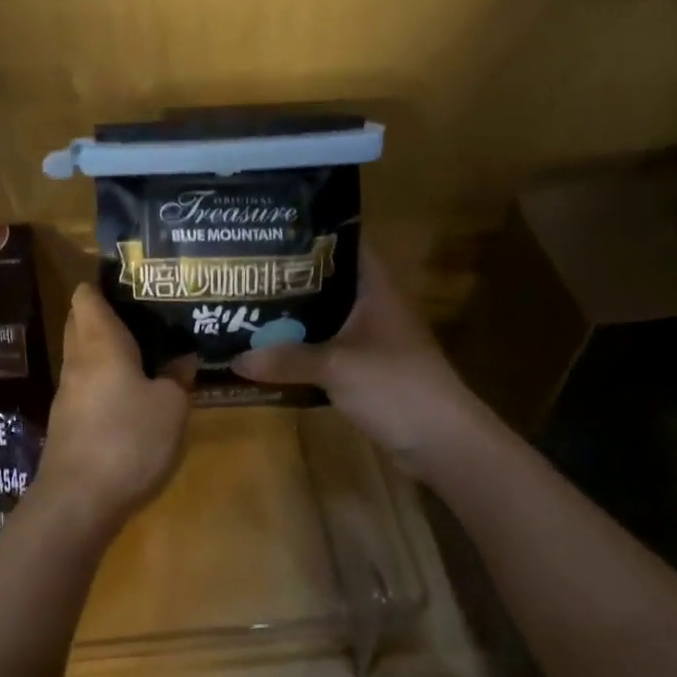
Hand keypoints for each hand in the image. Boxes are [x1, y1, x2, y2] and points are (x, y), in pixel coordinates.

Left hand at [35, 283, 191, 537]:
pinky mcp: (68, 420)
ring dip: (109, 349)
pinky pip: (87, 383)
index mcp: (99, 341)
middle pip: (82, 321)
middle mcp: (78, 359)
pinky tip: (133, 392)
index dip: (105, 284)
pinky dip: (106, 378)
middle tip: (148, 316)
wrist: (79, 499)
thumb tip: (183, 359)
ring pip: (84, 354)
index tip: (135, 284)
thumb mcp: (171, 407)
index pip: (87, 295)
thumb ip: (178, 378)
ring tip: (148, 351)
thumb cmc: (128, 439)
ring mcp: (68, 391)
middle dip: (108, 314)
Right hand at [232, 249, 480, 476]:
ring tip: (248, 308)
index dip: (312, 236)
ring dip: (293, 317)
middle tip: (246, 273)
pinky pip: (325, 349)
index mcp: (376, 289)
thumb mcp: (336, 367)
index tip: (270, 234)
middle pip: (329, 282)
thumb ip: (286, 359)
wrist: (442, 442)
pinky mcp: (365, 368)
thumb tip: (235, 358)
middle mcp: (374, 307)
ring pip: (325, 318)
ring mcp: (371, 339)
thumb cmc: (396, 387)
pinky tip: (270, 351)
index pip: (346, 245)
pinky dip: (301, 349)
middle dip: (290, 279)